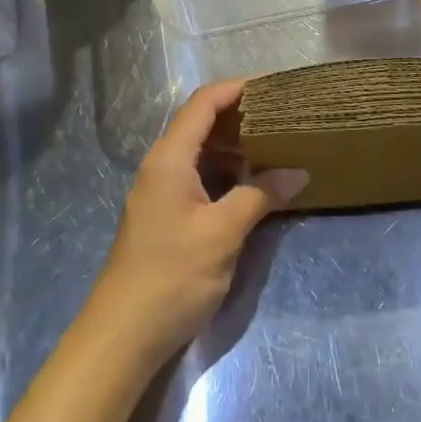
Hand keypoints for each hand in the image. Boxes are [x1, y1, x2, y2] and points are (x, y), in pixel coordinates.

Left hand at [90, 78, 307, 362]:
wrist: (122, 336)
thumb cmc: (172, 276)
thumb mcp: (224, 233)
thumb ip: (260, 195)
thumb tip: (298, 172)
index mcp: (170, 157)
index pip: (204, 102)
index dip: (238, 87)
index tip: (275, 85)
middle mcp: (161, 165)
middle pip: (200, 122)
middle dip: (240, 114)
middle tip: (281, 115)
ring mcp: (160, 190)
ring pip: (199, 150)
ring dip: (233, 144)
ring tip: (273, 143)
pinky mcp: (164, 214)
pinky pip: (197, 175)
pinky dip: (224, 170)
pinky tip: (249, 181)